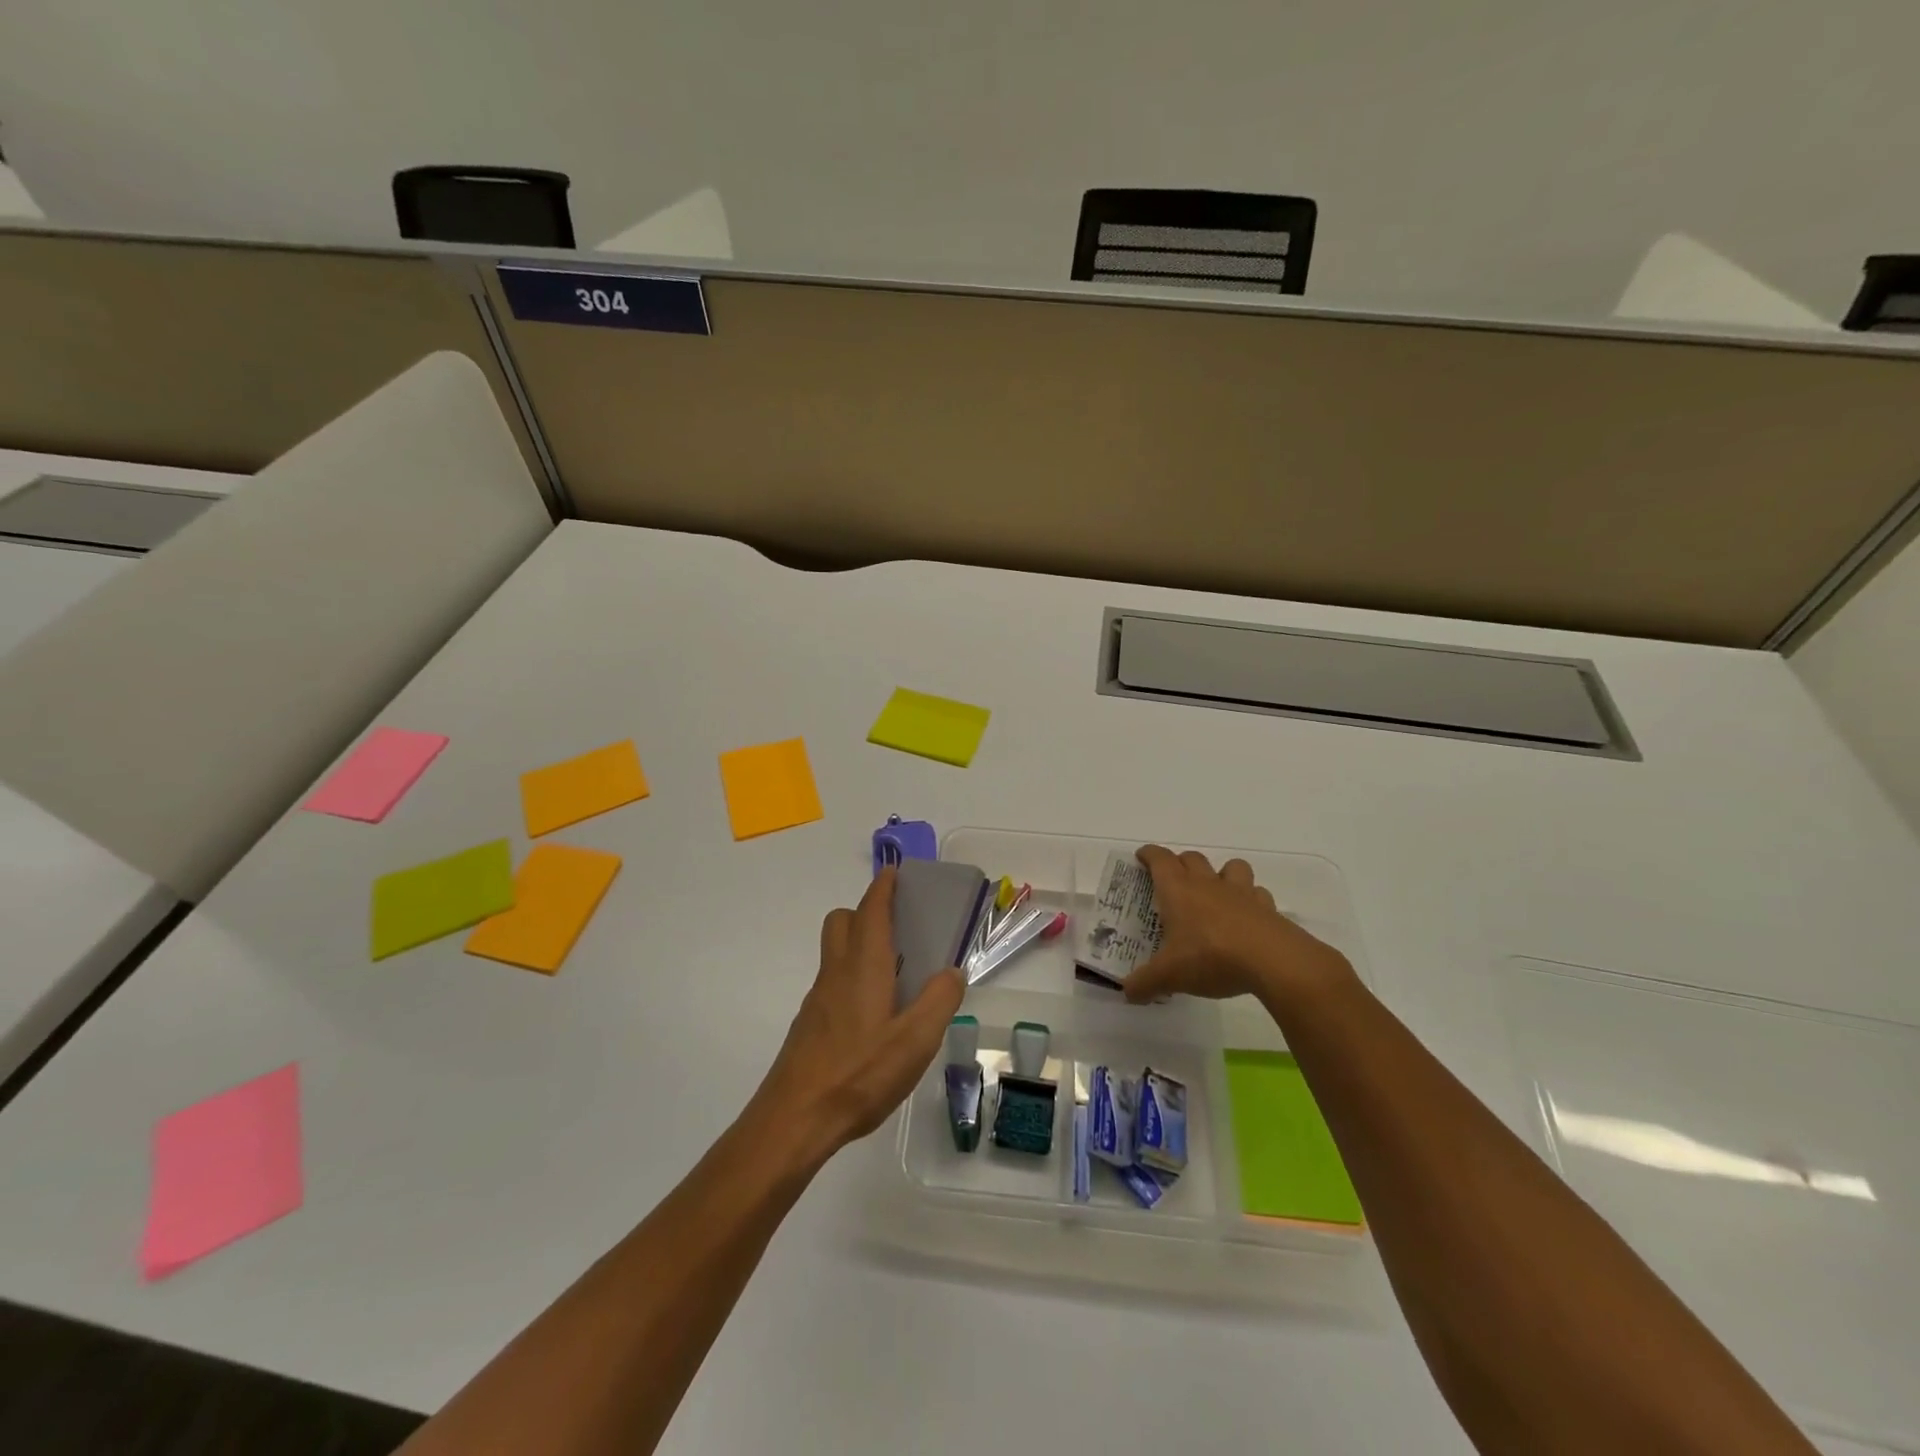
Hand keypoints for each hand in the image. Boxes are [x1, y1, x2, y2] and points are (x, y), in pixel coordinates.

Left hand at [753, 868, 964, 1162]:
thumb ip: (939, 1001)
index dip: (883, 888)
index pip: (871, 911)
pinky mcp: (810, 1025)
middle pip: (842, 922)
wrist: (794, 1119)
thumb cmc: (858, 1074)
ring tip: (897, 971)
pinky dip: (853, 977)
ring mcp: (818, 999)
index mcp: (864, 966)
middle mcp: (836, 973)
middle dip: (866, 911)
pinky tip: (875, 1014)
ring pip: (835, 952)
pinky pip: (833, 982)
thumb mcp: (915, 1041)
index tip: (895, 873)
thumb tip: (952, 971)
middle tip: (899, 925)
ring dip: (860, 944)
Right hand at [1123, 846, 1350, 1007]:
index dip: (1149, 855)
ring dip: (1221, 873)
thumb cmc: (1211, 957)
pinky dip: (1251, 899)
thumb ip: (1145, 983)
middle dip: (1180, 863)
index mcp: (1178, 890)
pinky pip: (1257, 893)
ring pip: (1231, 867)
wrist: (1272, 961)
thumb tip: (1127, 993)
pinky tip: (1247, 917)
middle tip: (1173, 880)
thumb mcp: (1170, 975)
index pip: (1160, 859)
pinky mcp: (1267, 908)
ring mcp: (1241, 893)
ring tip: (1216, 892)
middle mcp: (1208, 884)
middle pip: (1192, 858)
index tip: (1142, 857)